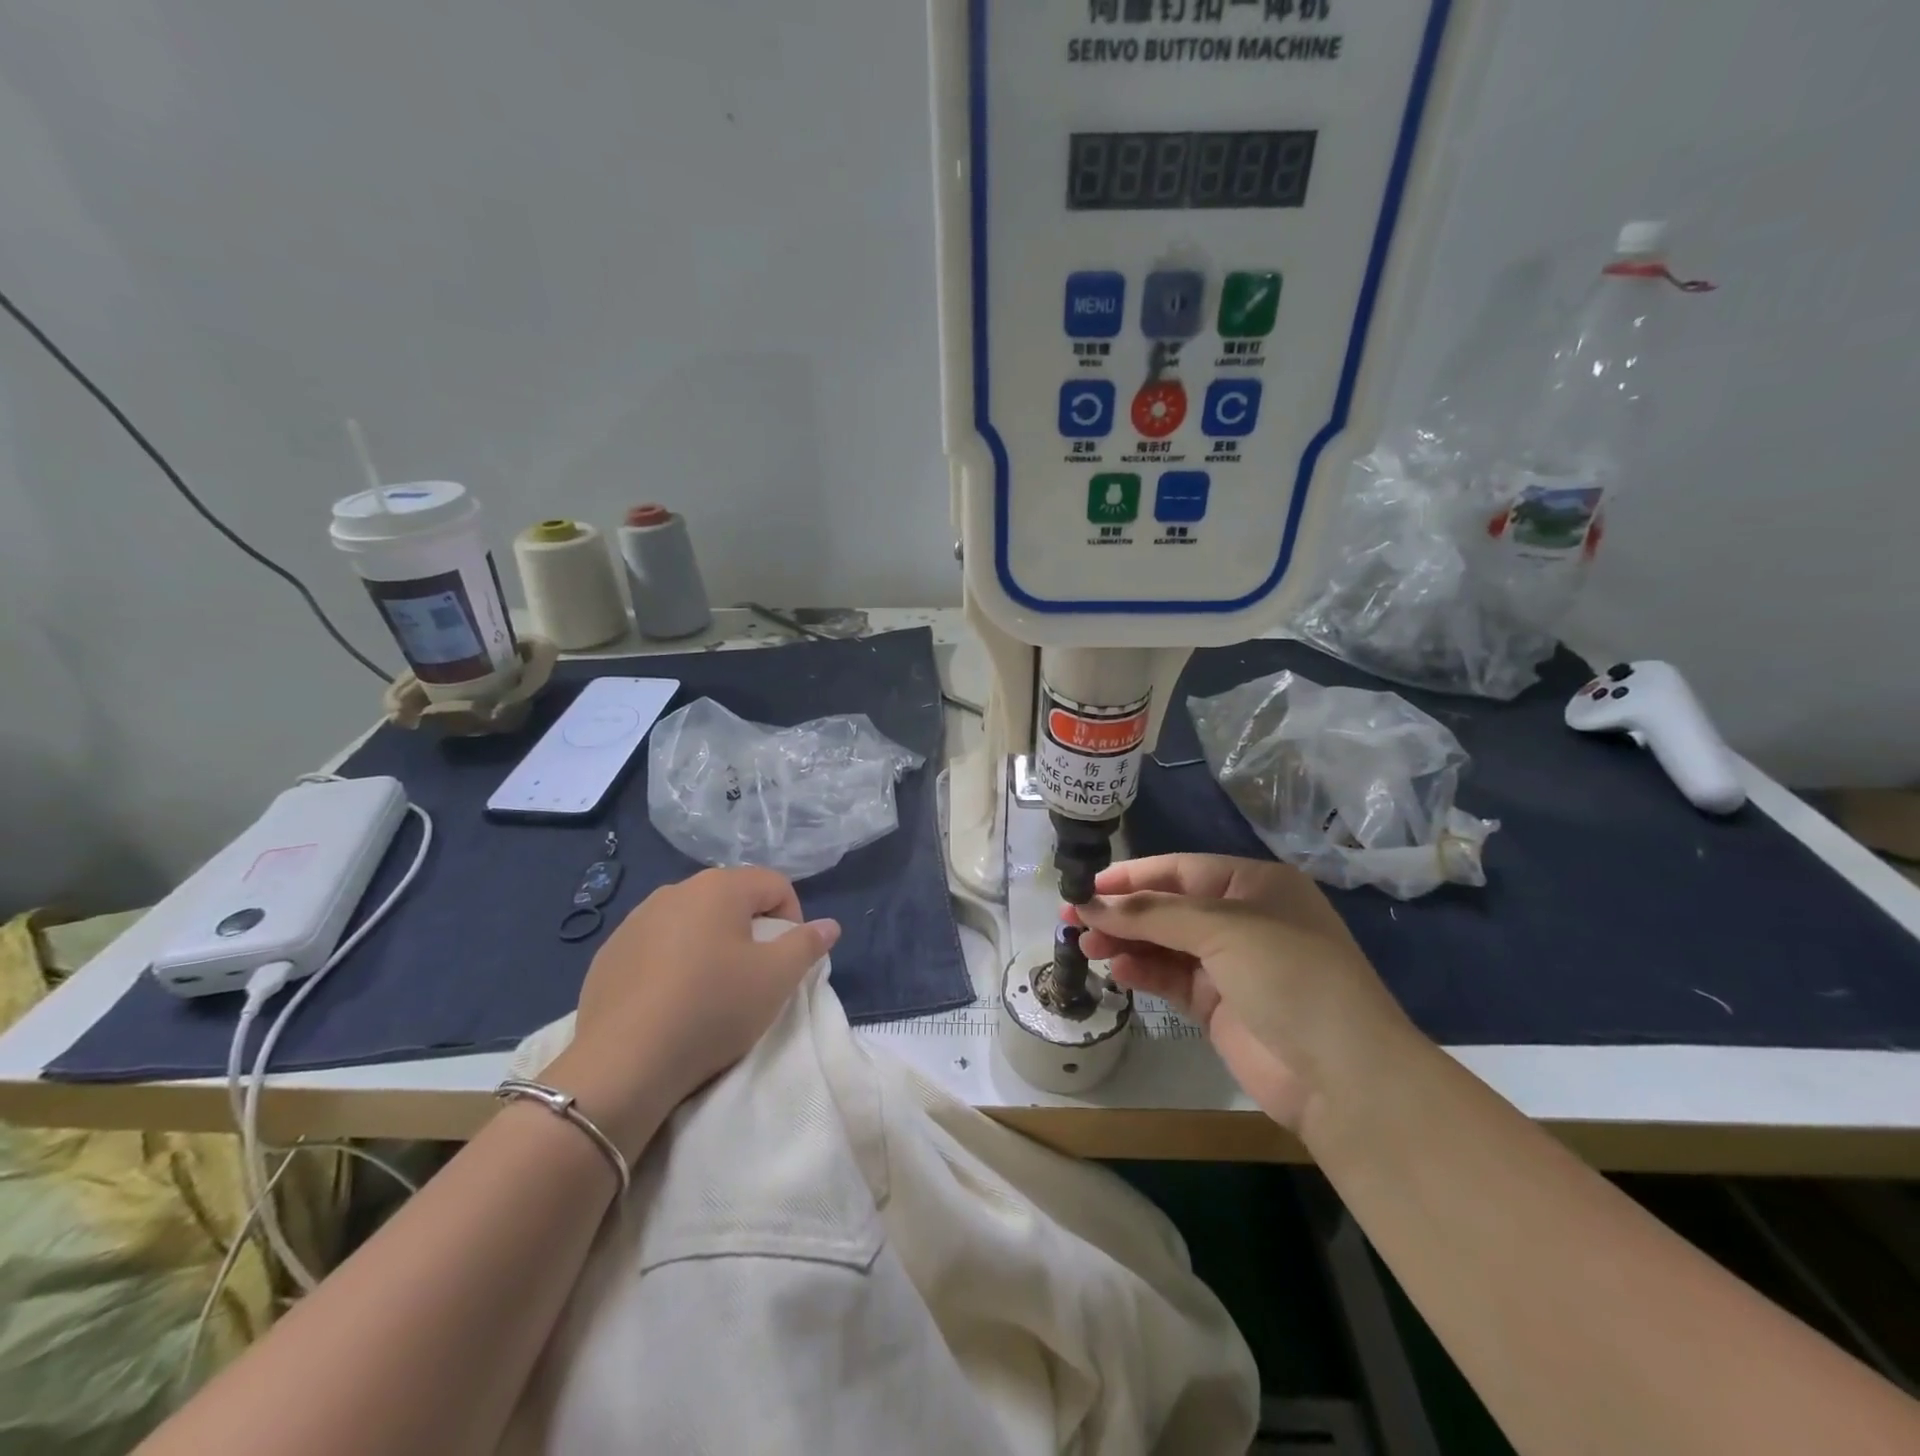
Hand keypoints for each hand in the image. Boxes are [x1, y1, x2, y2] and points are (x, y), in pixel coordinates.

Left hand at [549, 868, 839, 1153]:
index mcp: (720, 887)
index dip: (793, 920)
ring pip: (692, 922)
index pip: (775, 884)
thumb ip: (808, 944)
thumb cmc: (712, 1009)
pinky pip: (657, 946)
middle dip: (751, 931)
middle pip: (732, 899)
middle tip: (753, 977)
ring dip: (711, 945)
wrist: (623, 1064)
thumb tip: (829, 925)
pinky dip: (673, 963)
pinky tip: (671, 1002)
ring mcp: (636, 920)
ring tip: (711, 991)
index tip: (786, 961)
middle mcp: (676, 890)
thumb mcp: (776, 979)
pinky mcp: (610, 953)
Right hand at [1070, 855, 1415, 1133]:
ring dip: (1126, 941)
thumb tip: (1091, 903)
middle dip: (1122, 911)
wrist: (1342, 1076)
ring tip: (1086, 945)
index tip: (1085, 886)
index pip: (1180, 869)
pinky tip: (1116, 970)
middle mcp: (1242, 918)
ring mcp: (1230, 964)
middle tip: (1072, 919)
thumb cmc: (1288, 975)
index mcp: (1254, 885)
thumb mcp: (1222, 928)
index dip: (1131, 876)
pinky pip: (1170, 978)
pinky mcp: (1218, 1004)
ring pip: (1164, 942)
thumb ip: (1153, 913)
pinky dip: (1143, 971)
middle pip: (1168, 906)